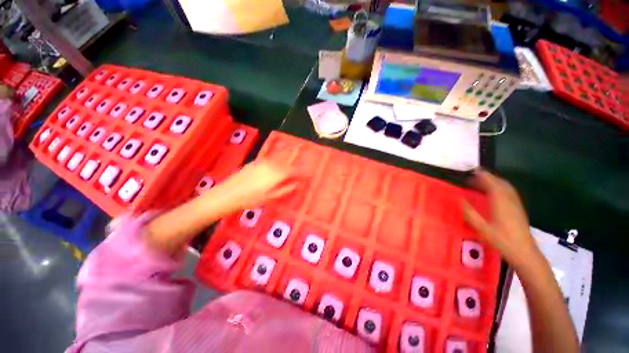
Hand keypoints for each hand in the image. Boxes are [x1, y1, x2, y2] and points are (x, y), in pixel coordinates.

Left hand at [216, 159, 301, 211]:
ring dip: (286, 161)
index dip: (302, 173)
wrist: (229, 193)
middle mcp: (272, 164)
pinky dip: (276, 161)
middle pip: (287, 163)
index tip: (307, 175)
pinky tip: (274, 165)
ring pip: (279, 160)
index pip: (294, 171)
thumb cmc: (252, 198)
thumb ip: (286, 189)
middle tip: (299, 169)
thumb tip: (297, 184)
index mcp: (278, 174)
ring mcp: (263, 162)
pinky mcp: (255, 162)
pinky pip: (270, 160)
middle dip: (294, 165)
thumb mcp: (271, 197)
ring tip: (289, 163)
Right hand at [461, 169, 541, 269]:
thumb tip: (459, 199)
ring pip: (507, 187)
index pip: (492, 183)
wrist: (524, 252)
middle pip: (501, 183)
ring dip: (495, 182)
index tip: (474, 171)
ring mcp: (516, 204)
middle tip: (475, 177)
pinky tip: (495, 194)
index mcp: (500, 202)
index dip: (483, 176)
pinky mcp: (519, 209)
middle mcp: (510, 200)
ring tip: (483, 183)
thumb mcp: (481, 227)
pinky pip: (510, 192)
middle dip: (488, 177)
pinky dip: (501, 188)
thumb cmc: (501, 240)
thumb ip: (469, 213)